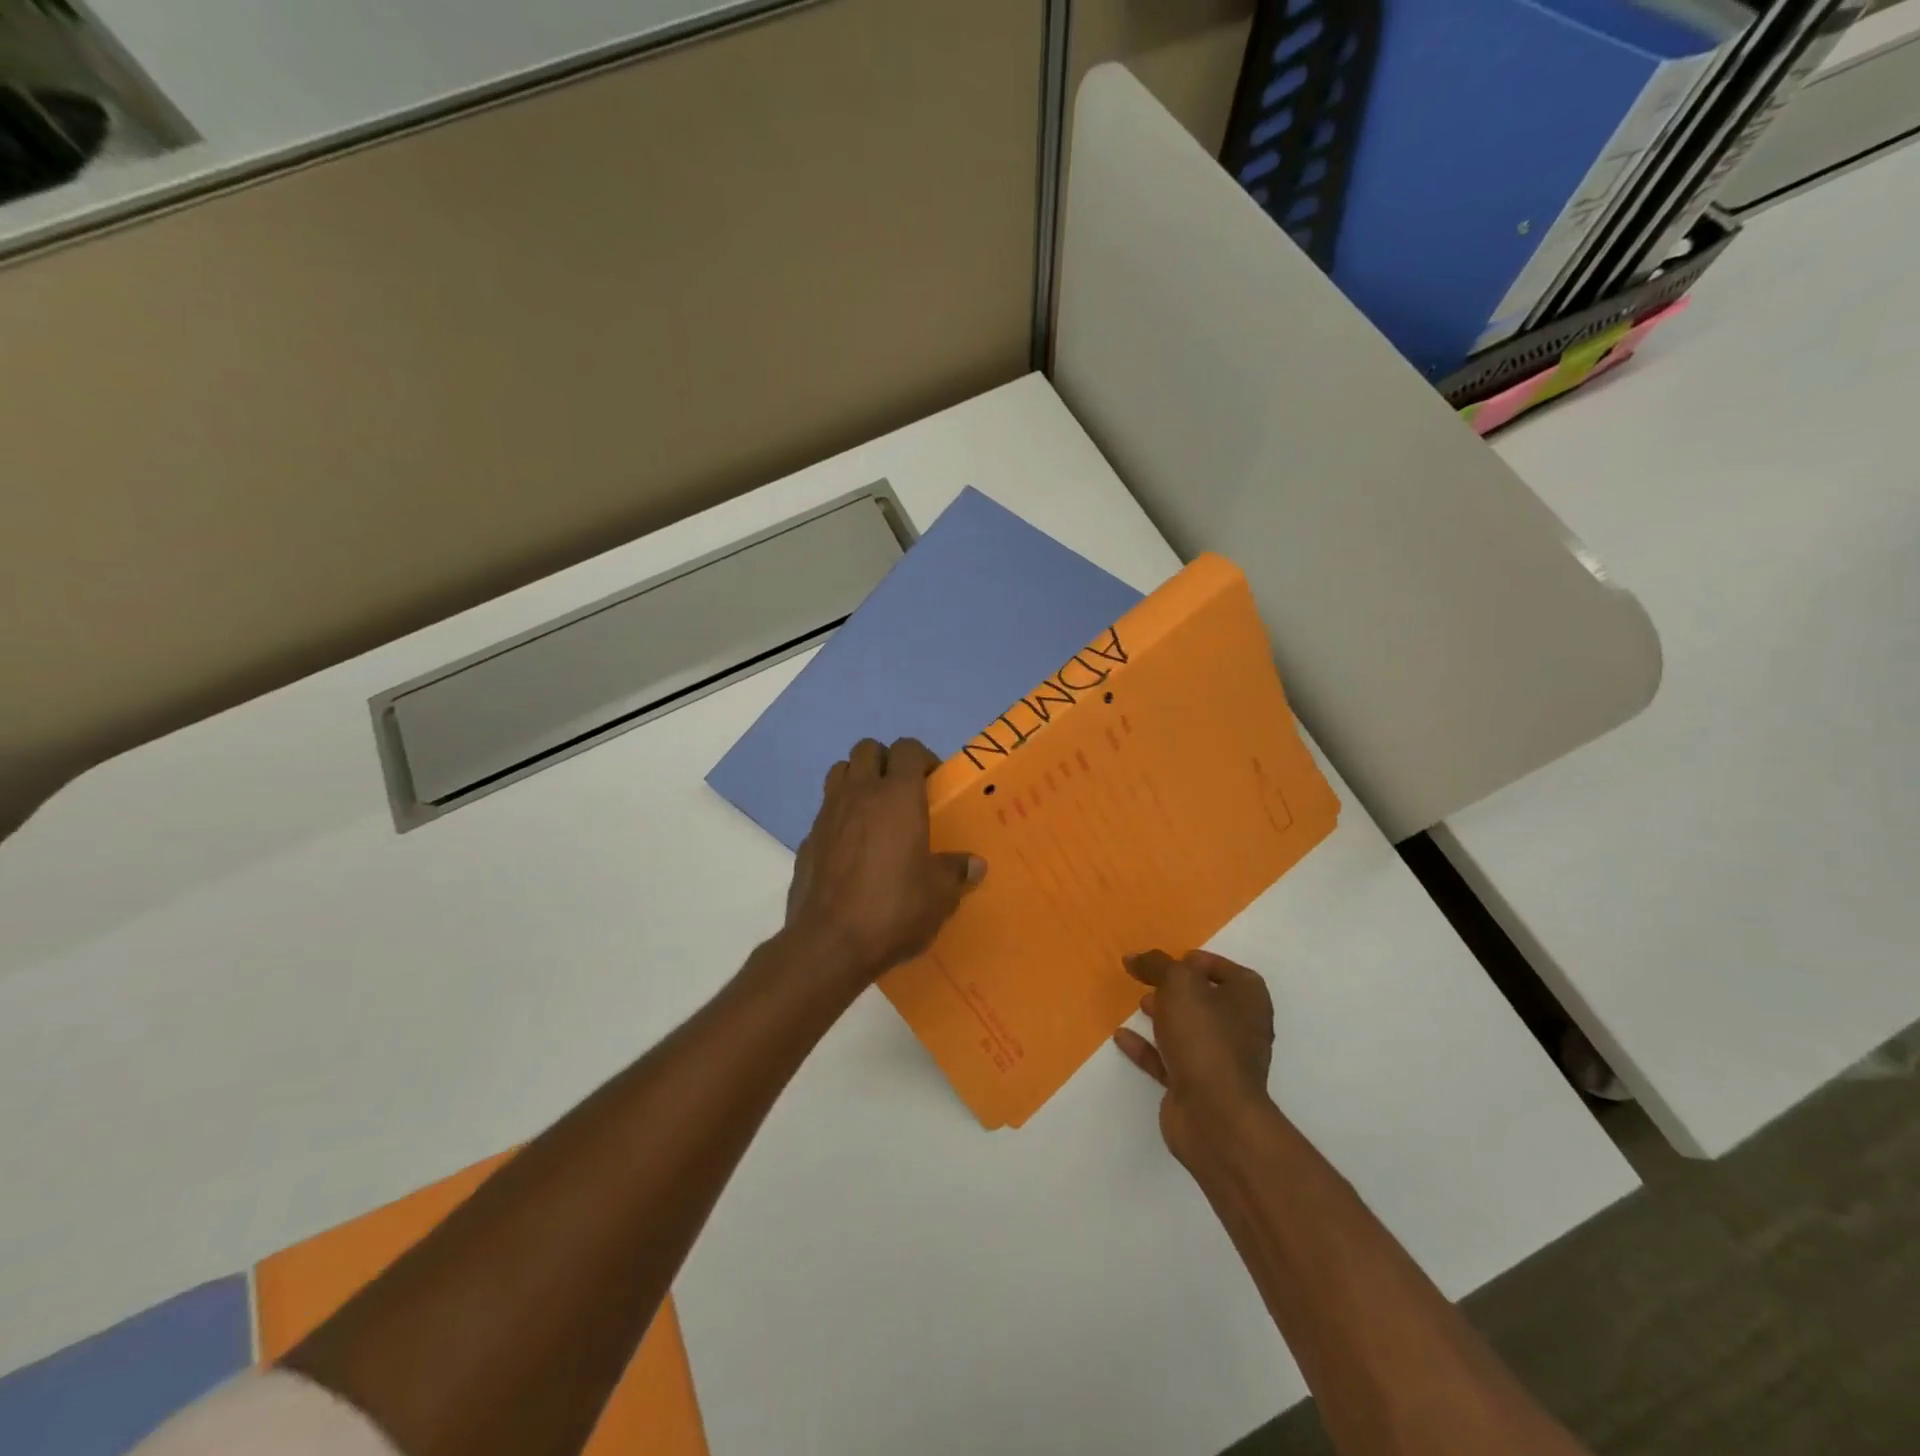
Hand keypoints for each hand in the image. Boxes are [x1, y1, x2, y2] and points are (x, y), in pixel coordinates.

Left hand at [783, 738, 984, 986]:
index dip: (923, 758)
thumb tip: (974, 864)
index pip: (908, 748)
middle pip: (867, 749)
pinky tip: (851, 847)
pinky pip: (826, 810)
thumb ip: (956, 872)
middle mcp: (860, 793)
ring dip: (858, 779)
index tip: (933, 783)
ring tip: (874, 810)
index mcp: (898, 797)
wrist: (829, 942)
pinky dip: (839, 815)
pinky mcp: (808, 838)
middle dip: (886, 761)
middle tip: (903, 791)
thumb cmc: (893, 909)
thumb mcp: (939, 896)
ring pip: (840, 771)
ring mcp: (828, 813)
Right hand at [1113, 950, 1275, 1166]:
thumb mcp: (1179, 984)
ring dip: (1165, 1017)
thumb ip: (1156, 964)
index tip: (1176, 959)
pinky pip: (1168, 1060)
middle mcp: (1240, 1030)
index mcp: (1248, 1001)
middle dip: (1180, 990)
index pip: (1231, 973)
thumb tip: (1134, 957)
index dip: (1205, 963)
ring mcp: (1219, 1062)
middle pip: (1208, 1002)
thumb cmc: (1205, 1037)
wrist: (1214, 1114)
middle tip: (1152, 980)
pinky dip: (1147, 1047)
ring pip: (1189, 1031)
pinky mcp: (1196, 1088)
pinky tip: (1121, 1037)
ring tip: (1139, 1004)